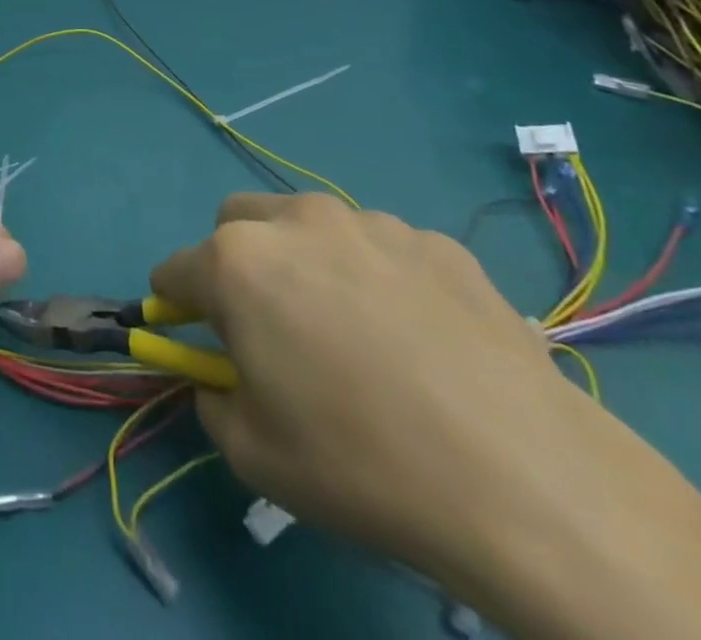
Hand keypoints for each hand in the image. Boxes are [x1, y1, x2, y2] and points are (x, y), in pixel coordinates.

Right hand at [151, 192, 562, 571]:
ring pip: (309, 225)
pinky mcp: (435, 241)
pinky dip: (378, 277)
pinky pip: (383, 249)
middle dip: (234, 263)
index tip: (190, 334)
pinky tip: (420, 340)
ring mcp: (370, 223)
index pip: (175, 271)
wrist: (525, 479)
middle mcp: (294, 221)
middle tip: (270, 325)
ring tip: (355, 333)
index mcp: (236, 262)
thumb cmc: (362, 464)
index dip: (175, 305)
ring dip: (306, 261)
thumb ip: (213, 400)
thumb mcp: (254, 454)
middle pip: (235, 222)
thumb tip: (220, 380)